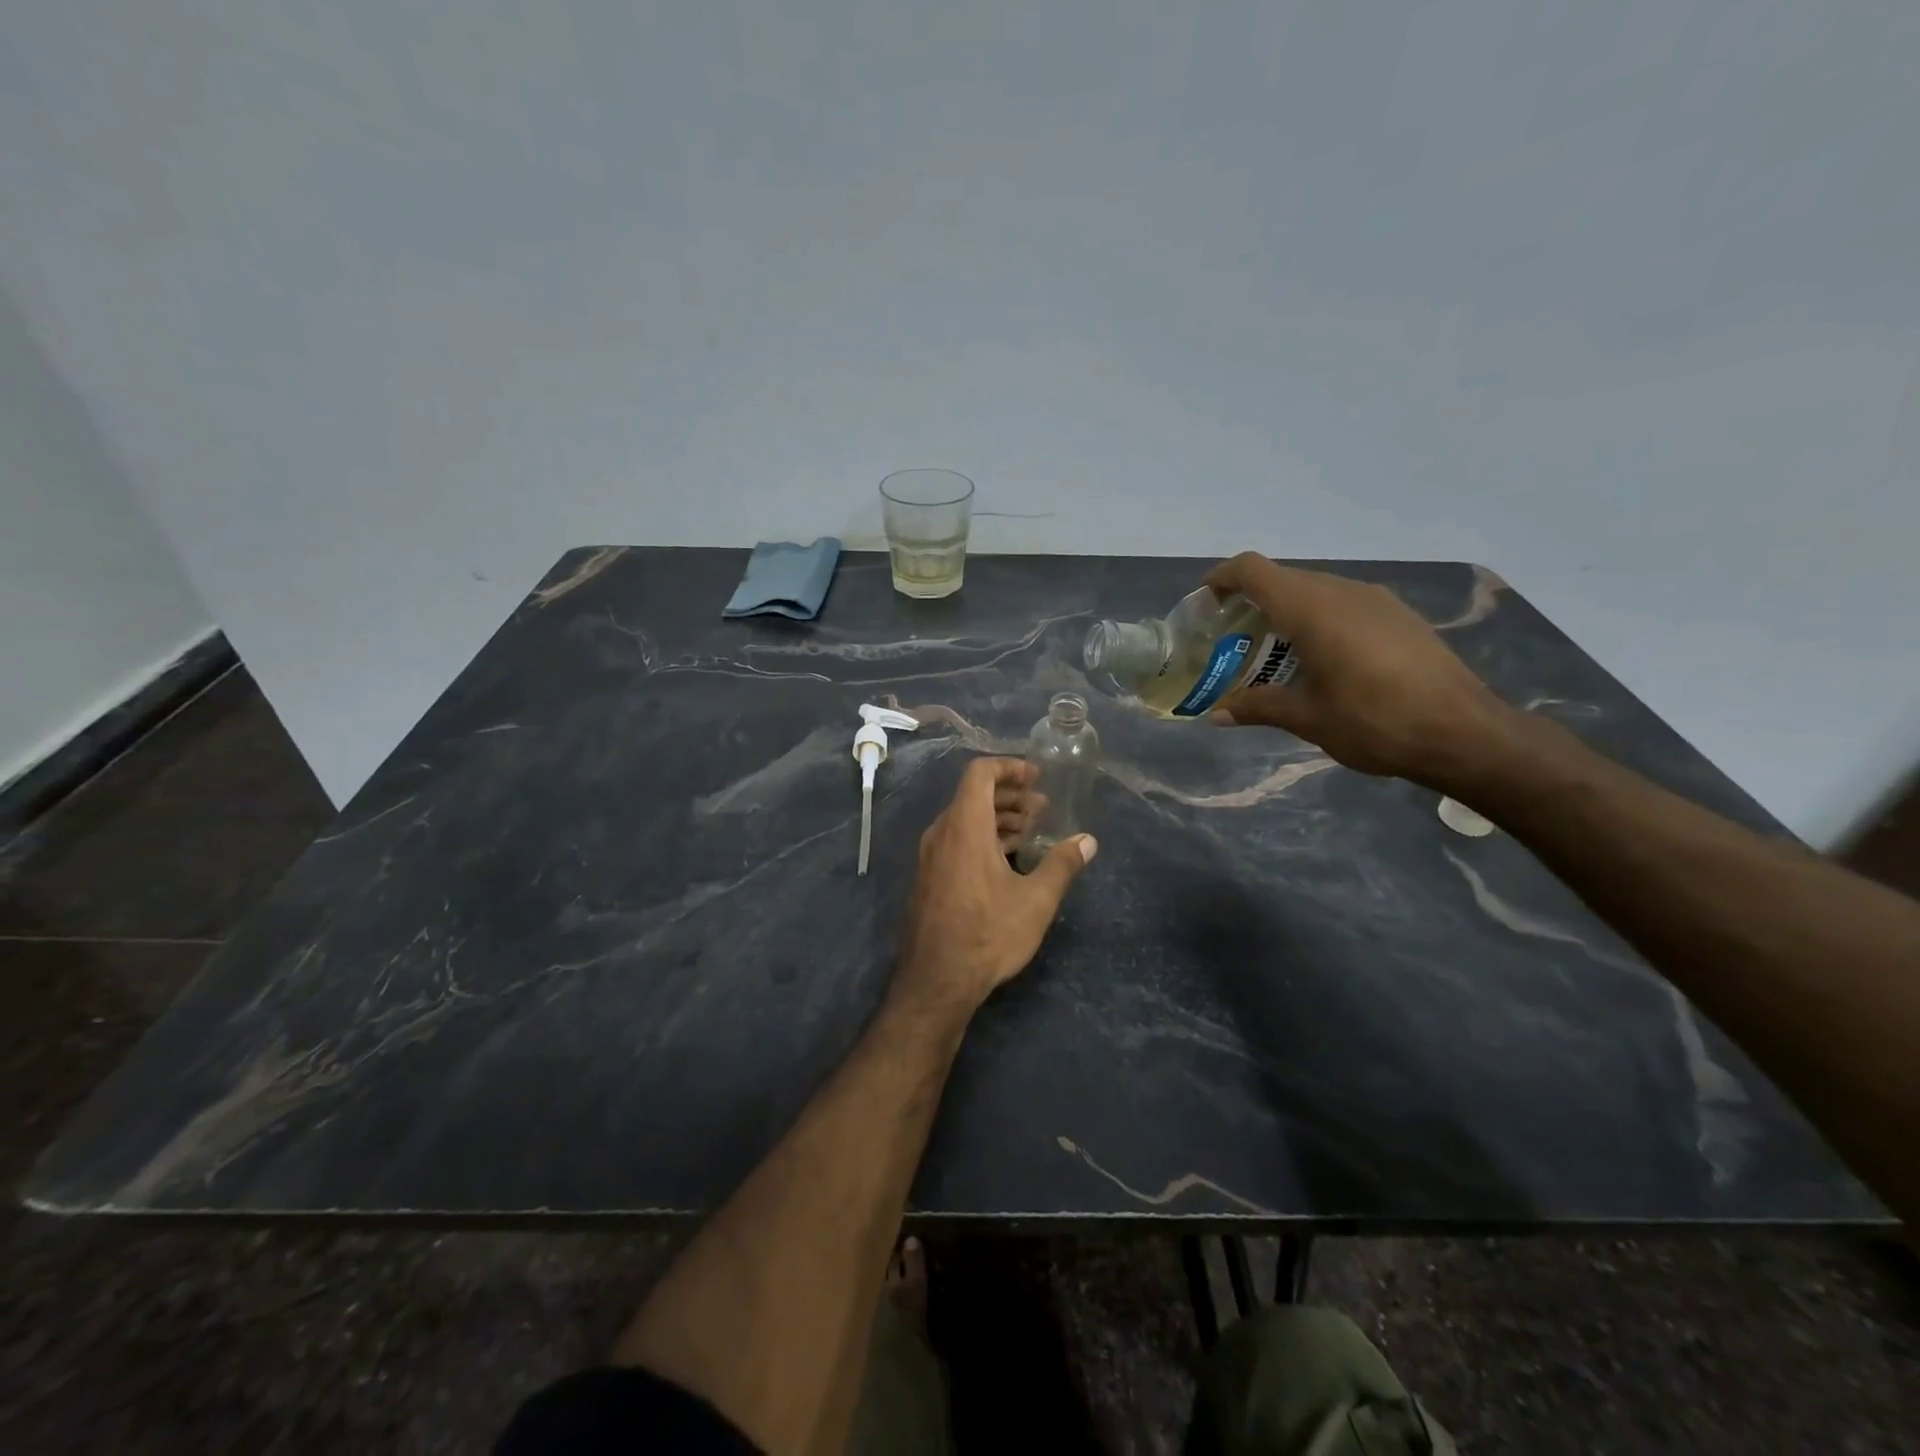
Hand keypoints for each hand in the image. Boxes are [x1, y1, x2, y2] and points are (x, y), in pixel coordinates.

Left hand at [893, 758, 1096, 1016]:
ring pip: (965, 819)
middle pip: (974, 795)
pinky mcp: (929, 877)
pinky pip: (957, 840)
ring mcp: (931, 856)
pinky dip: (984, 837)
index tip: (1037, 777)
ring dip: (998, 818)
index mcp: (965, 826)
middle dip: (1010, 796)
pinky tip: (1008, 860)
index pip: (980, 773)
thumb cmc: (988, 934)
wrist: (936, 980)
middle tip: (1043, 808)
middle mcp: (942, 833)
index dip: (1009, 767)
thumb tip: (1087, 841)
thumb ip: (1062, 864)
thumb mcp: (1035, 900)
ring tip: (1031, 832)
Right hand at [1204, 553, 1517, 786]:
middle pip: (1283, 578)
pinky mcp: (1399, 616)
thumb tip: (1217, 713)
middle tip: (1232, 638)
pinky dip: (1318, 619)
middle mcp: (1342, 592)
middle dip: (1250, 601)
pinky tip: (1322, 659)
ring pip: (1315, 589)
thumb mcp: (1307, 719)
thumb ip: (1258, 706)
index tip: (1203, 602)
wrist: (1464, 733)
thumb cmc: (1374, 721)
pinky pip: (1343, 603)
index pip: (1253, 570)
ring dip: (1286, 611)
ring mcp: (1376, 600)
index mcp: (1312, 609)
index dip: (1221, 578)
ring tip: (1273, 652)